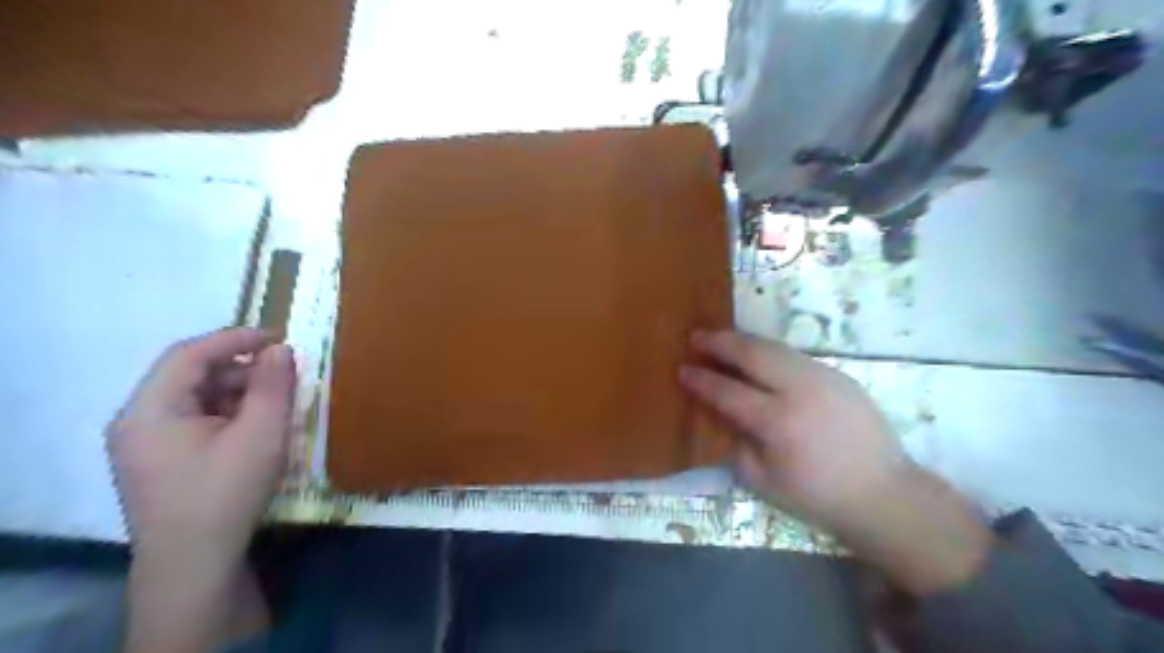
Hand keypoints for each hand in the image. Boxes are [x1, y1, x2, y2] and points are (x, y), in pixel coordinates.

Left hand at [104, 328, 296, 563]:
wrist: (195, 565)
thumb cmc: (226, 492)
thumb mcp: (261, 434)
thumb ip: (273, 386)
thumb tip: (281, 350)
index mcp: (150, 410)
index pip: (189, 355)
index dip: (235, 338)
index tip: (279, 336)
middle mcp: (137, 422)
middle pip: (191, 377)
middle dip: (241, 369)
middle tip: (285, 374)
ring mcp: (145, 446)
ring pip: (195, 400)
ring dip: (238, 392)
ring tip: (277, 401)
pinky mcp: (160, 464)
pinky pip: (195, 422)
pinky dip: (228, 414)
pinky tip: (257, 427)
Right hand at [685, 331, 990, 596]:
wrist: (883, 493)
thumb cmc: (817, 495)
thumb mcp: (763, 481)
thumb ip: (736, 443)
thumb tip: (722, 415)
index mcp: (777, 422)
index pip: (728, 391)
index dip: (702, 380)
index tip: (683, 369)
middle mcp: (799, 390)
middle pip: (752, 354)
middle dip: (720, 342)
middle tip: (697, 335)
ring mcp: (823, 377)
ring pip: (775, 347)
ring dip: (745, 341)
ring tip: (723, 339)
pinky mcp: (839, 375)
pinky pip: (795, 356)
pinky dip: (770, 352)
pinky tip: (759, 356)